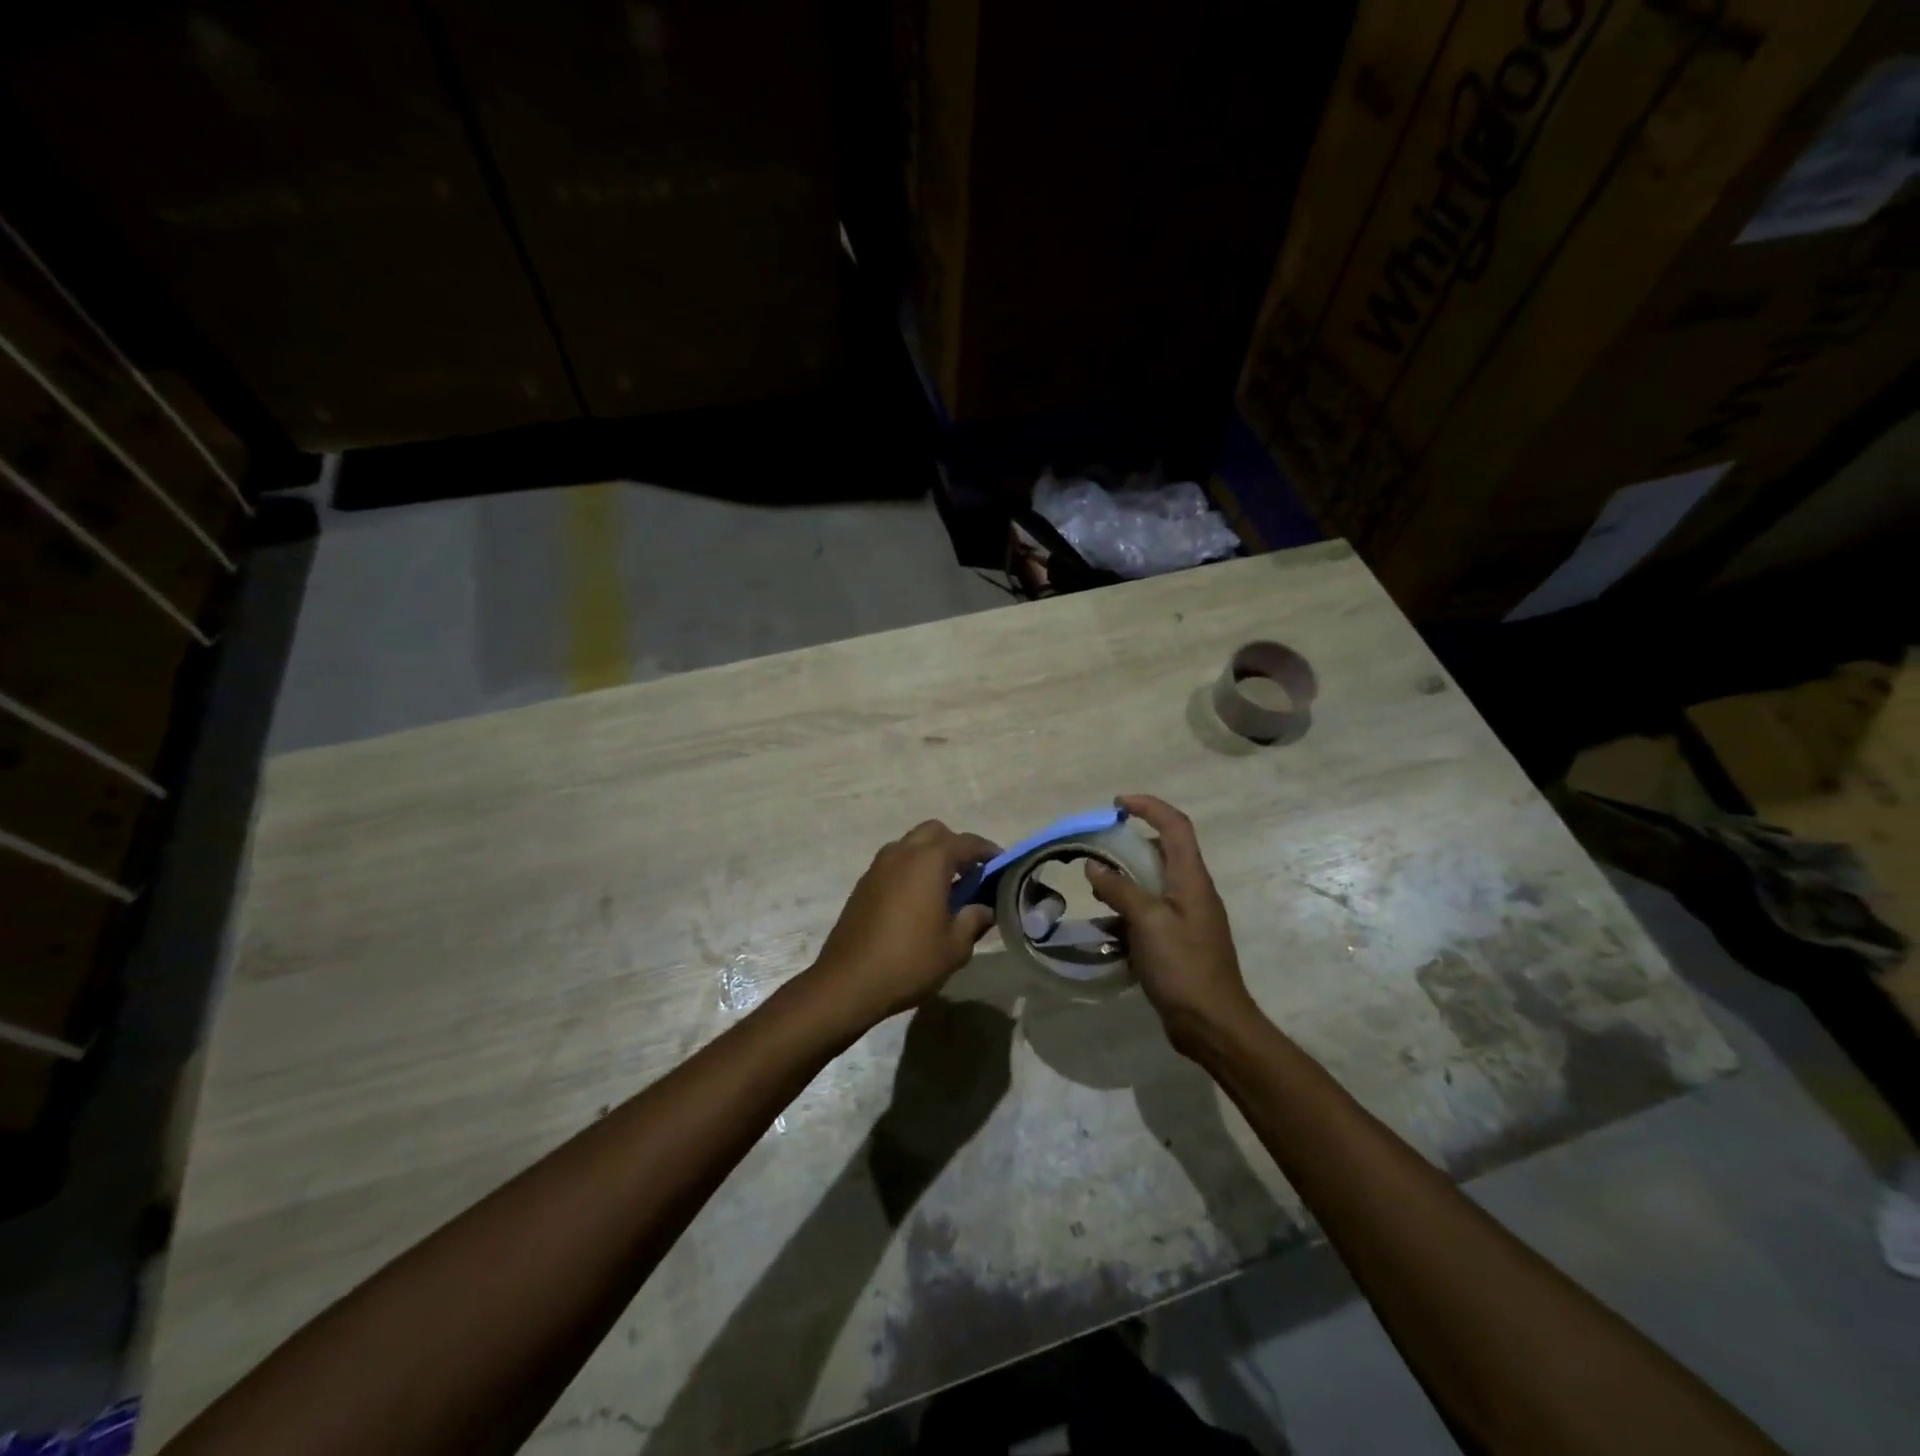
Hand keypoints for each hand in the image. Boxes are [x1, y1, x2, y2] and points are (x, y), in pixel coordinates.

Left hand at [807, 820, 998, 1029]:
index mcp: (930, 861)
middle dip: (956, 846)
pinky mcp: (864, 883)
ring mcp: (879, 866)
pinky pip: (895, 862)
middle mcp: (903, 852)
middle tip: (971, 874)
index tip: (1002, 865)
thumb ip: (974, 919)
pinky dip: (911, 869)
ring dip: (931, 856)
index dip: (988, 851)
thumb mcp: (954, 946)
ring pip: (911, 844)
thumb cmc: (909, 961)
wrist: (848, 982)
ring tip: (945, 887)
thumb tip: (985, 908)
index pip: (967, 843)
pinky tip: (918, 900)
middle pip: (935, 832)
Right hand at [1084, 795, 1257, 1054]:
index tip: (1117, 803)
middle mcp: (1192, 891)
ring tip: (1096, 890)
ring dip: (1125, 881)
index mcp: (1191, 878)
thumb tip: (1094, 865)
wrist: (1212, 1023)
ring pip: (1153, 883)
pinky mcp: (1179, 940)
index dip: (1148, 806)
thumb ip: (1120, 889)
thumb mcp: (1147, 922)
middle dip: (1129, 845)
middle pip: (1163, 851)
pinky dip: (1127, 912)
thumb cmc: (1183, 966)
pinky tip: (1106, 928)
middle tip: (1098, 850)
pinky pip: (1149, 913)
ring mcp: (1187, 917)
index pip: (1175, 826)